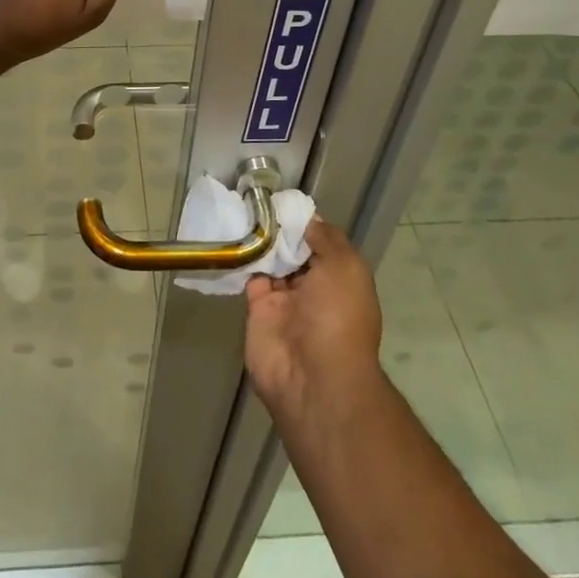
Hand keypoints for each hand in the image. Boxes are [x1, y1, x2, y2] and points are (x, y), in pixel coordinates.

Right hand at [244, 216, 383, 423]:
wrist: (313, 376)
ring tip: (241, 209)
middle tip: (256, 200)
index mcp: (341, 278)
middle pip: (294, 250)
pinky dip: (243, 258)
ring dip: (260, 240)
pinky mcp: (258, 310)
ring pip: (271, 261)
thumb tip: (308, 218)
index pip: (322, 242)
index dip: (305, 222)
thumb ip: (326, 238)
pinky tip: (232, 235)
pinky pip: (249, 277)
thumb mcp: (346, 268)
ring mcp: (285, 300)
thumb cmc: (338, 316)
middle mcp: (314, 288)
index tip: (284, 201)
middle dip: (280, 229)